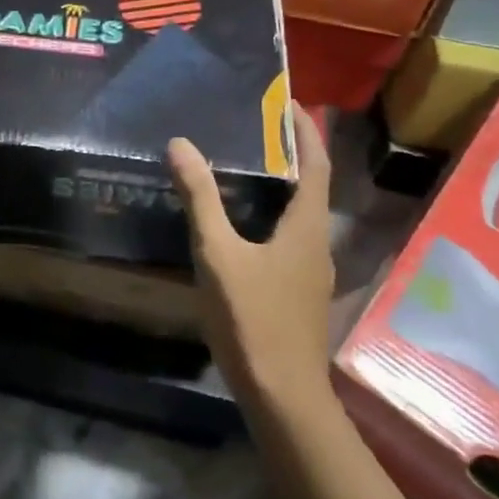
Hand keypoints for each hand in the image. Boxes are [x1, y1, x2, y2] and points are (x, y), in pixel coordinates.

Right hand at [167, 101, 334, 402]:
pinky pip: (291, 238)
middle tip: (258, 129)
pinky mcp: (300, 291)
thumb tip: (180, 144)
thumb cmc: (253, 318)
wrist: (282, 394)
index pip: (317, 165)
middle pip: (312, 187)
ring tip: (248, 168)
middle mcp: (318, 243)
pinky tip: (244, 225)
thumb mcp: (219, 254)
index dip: (307, 132)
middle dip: (293, 155)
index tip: (290, 103)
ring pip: (302, 215)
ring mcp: (312, 271)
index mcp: (308, 226)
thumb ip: (200, 199)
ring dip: (284, 186)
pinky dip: (275, 216)